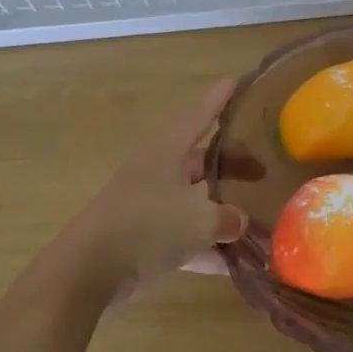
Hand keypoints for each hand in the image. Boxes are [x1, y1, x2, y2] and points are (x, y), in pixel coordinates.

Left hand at [52, 79, 251, 301]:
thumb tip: (239, 220)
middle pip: (201, 161)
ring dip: (221, 211)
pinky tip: (232, 265)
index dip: (219, 99)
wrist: (88, 270)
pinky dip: (205, 245)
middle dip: (231, 166)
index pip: (200, 115)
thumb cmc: (147, 226)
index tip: (238, 80)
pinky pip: (182, 235)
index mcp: (168, 150)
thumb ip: (226, 218)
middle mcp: (158, 170)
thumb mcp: (198, 220)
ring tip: (256, 219)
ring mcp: (148, 204)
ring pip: (193, 200)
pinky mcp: (142, 237)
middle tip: (264, 170)